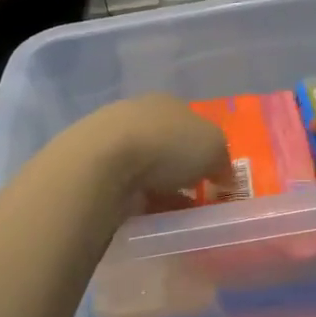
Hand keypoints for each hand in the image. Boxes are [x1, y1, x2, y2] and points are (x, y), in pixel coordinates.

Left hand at [79, 94, 232, 201]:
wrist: (103, 162)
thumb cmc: (168, 145)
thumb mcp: (214, 149)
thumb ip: (222, 161)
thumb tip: (224, 176)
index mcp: (168, 102)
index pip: (192, 124)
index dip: (205, 150)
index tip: (212, 177)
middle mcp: (138, 114)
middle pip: (166, 145)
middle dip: (179, 170)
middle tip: (192, 197)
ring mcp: (110, 138)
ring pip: (143, 166)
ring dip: (158, 188)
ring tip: (170, 213)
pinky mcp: (91, 166)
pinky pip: (123, 185)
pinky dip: (135, 198)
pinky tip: (144, 214)